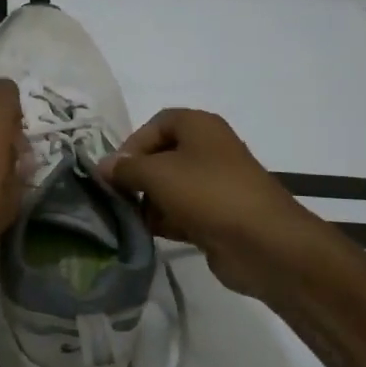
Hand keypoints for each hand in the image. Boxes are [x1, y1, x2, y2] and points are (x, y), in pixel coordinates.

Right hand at [97, 108, 321, 300]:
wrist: (263, 243)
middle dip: (137, 176)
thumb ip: (125, 168)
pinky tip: (147, 234)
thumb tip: (102, 166)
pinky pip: (182, 212)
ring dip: (148, 201)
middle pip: (161, 156)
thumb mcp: (157, 174)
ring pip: (170, 187)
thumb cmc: (208, 194)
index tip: (115, 171)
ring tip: (129, 219)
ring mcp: (214, 184)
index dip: (132, 144)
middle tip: (117, 196)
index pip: (156, 124)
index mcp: (199, 126)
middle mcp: (208, 150)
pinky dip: (165, 220)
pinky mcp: (216, 216)